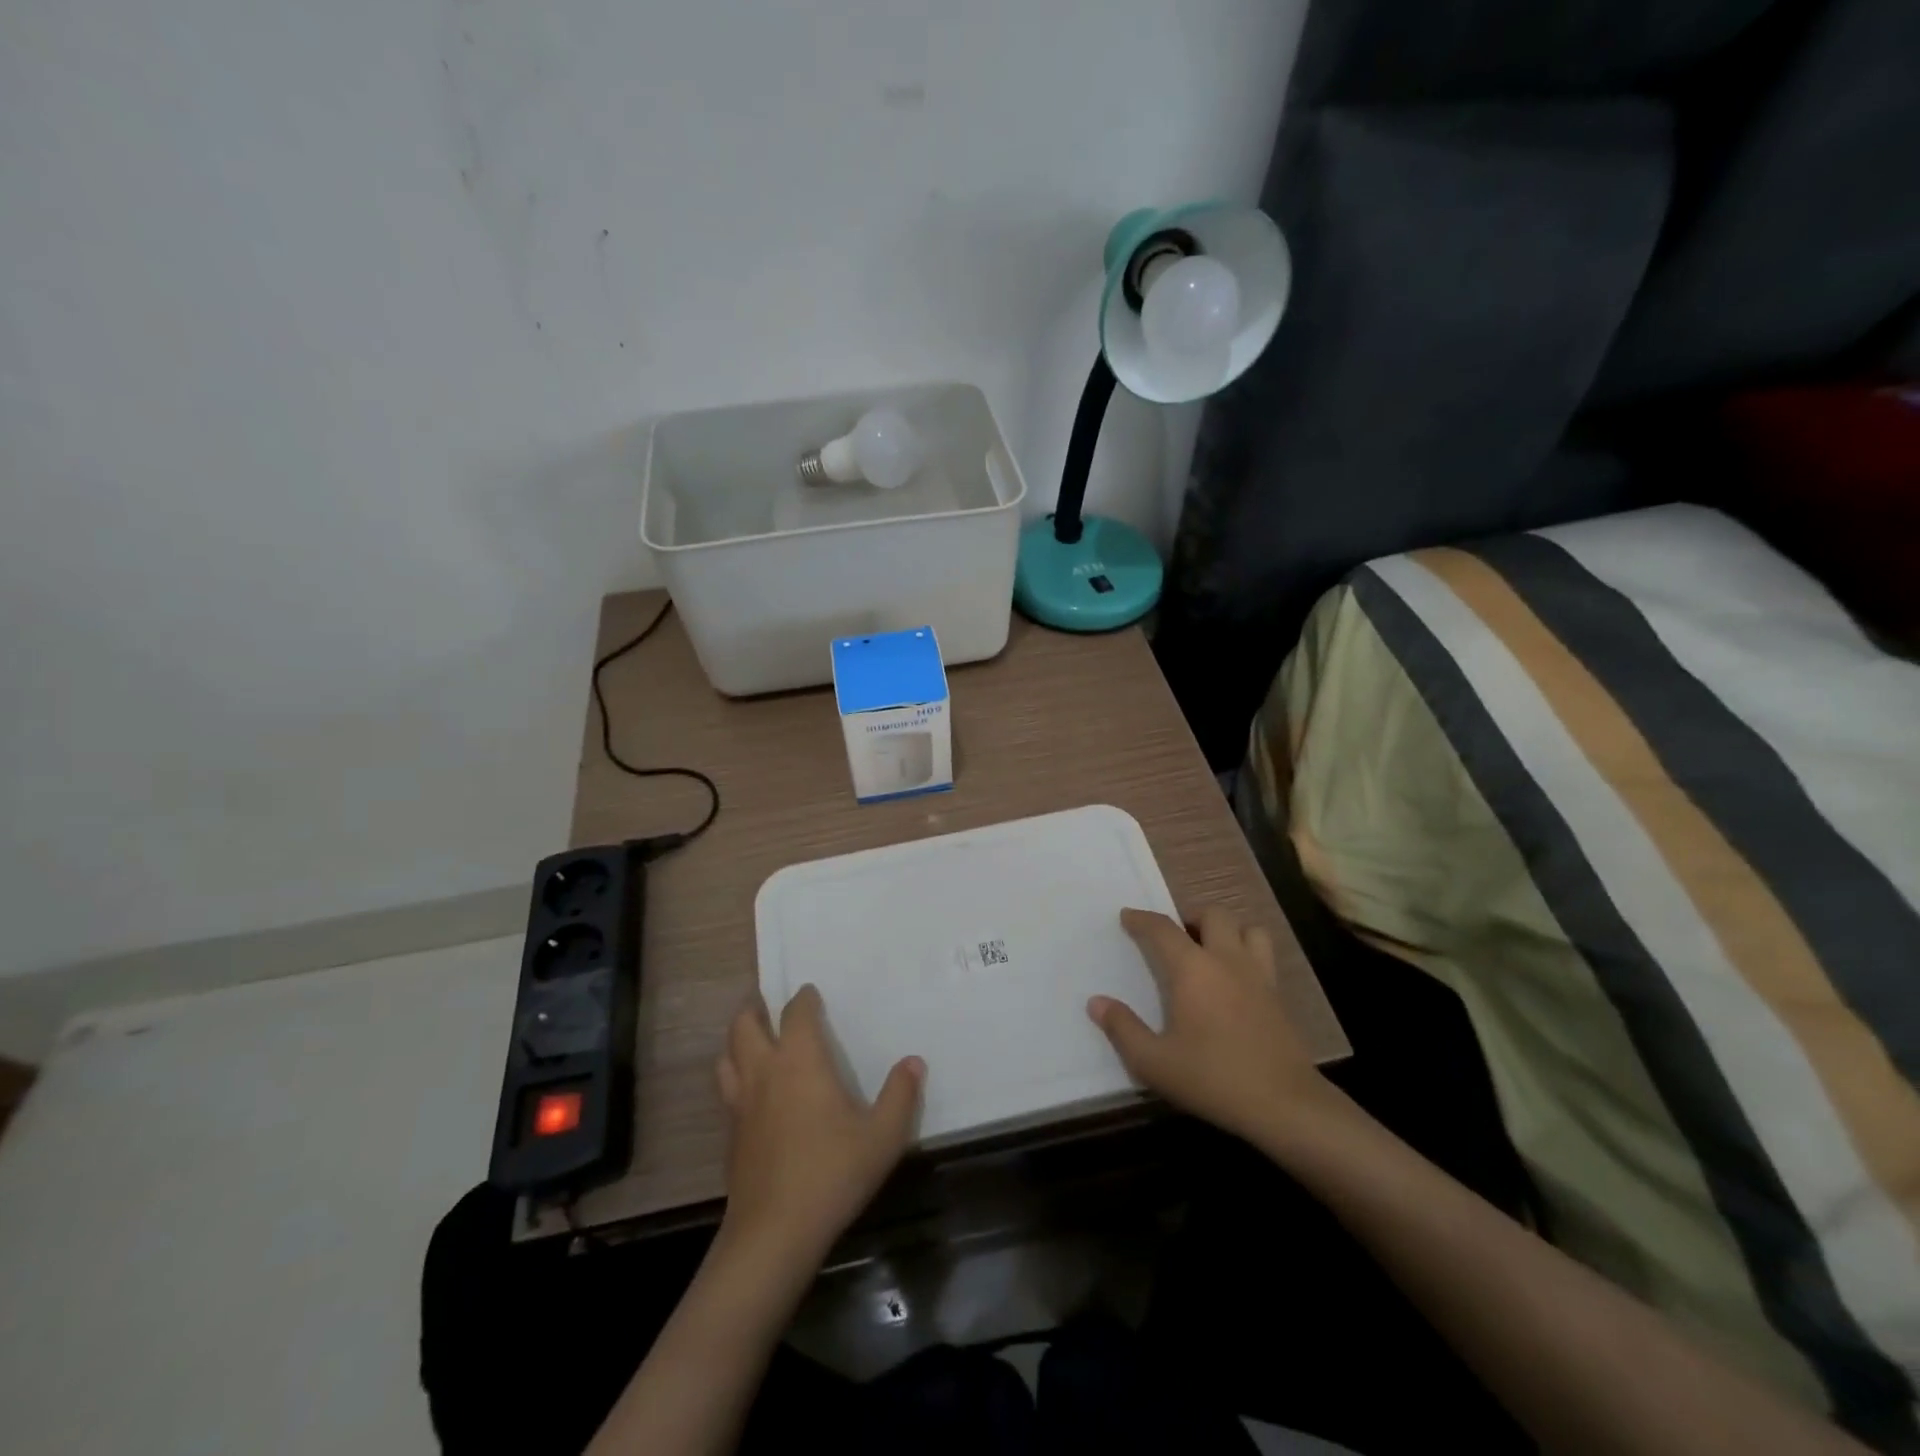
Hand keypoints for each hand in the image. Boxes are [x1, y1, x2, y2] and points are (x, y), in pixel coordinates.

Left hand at [715, 985, 923, 1269]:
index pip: (795, 1013)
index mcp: (800, 1060)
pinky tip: (751, 1092)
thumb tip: (914, 1062)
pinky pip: (727, 1089)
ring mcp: (742, 1103)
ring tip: (751, 1038)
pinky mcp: (731, 1134)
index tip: (810, 993)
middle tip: (767, 1003)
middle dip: (755, 1008)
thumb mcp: (882, 1136)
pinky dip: (734, 1075)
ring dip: (737, 1039)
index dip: (803, 998)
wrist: (774, 1233)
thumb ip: (900, 1095)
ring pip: (727, 1055)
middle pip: (745, 1024)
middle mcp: (765, 1071)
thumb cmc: (832, 1173)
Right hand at [1088, 907, 1336, 1148]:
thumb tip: (1096, 1003)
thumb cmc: (1213, 1078)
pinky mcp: (1280, 997)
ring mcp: (1259, 976)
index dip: (1142, 919)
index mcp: (1193, 969)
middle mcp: (1227, 961)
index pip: (1163, 929)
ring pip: (1248, 929)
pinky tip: (1236, 981)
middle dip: (1191, 917)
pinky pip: (1265, 956)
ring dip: (1228, 931)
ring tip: (1212, 951)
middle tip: (1177, 938)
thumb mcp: (1154, 1062)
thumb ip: (1123, 1029)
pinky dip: (1248, 954)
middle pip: (1213, 915)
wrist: (1284, 1105)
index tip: (1127, 916)